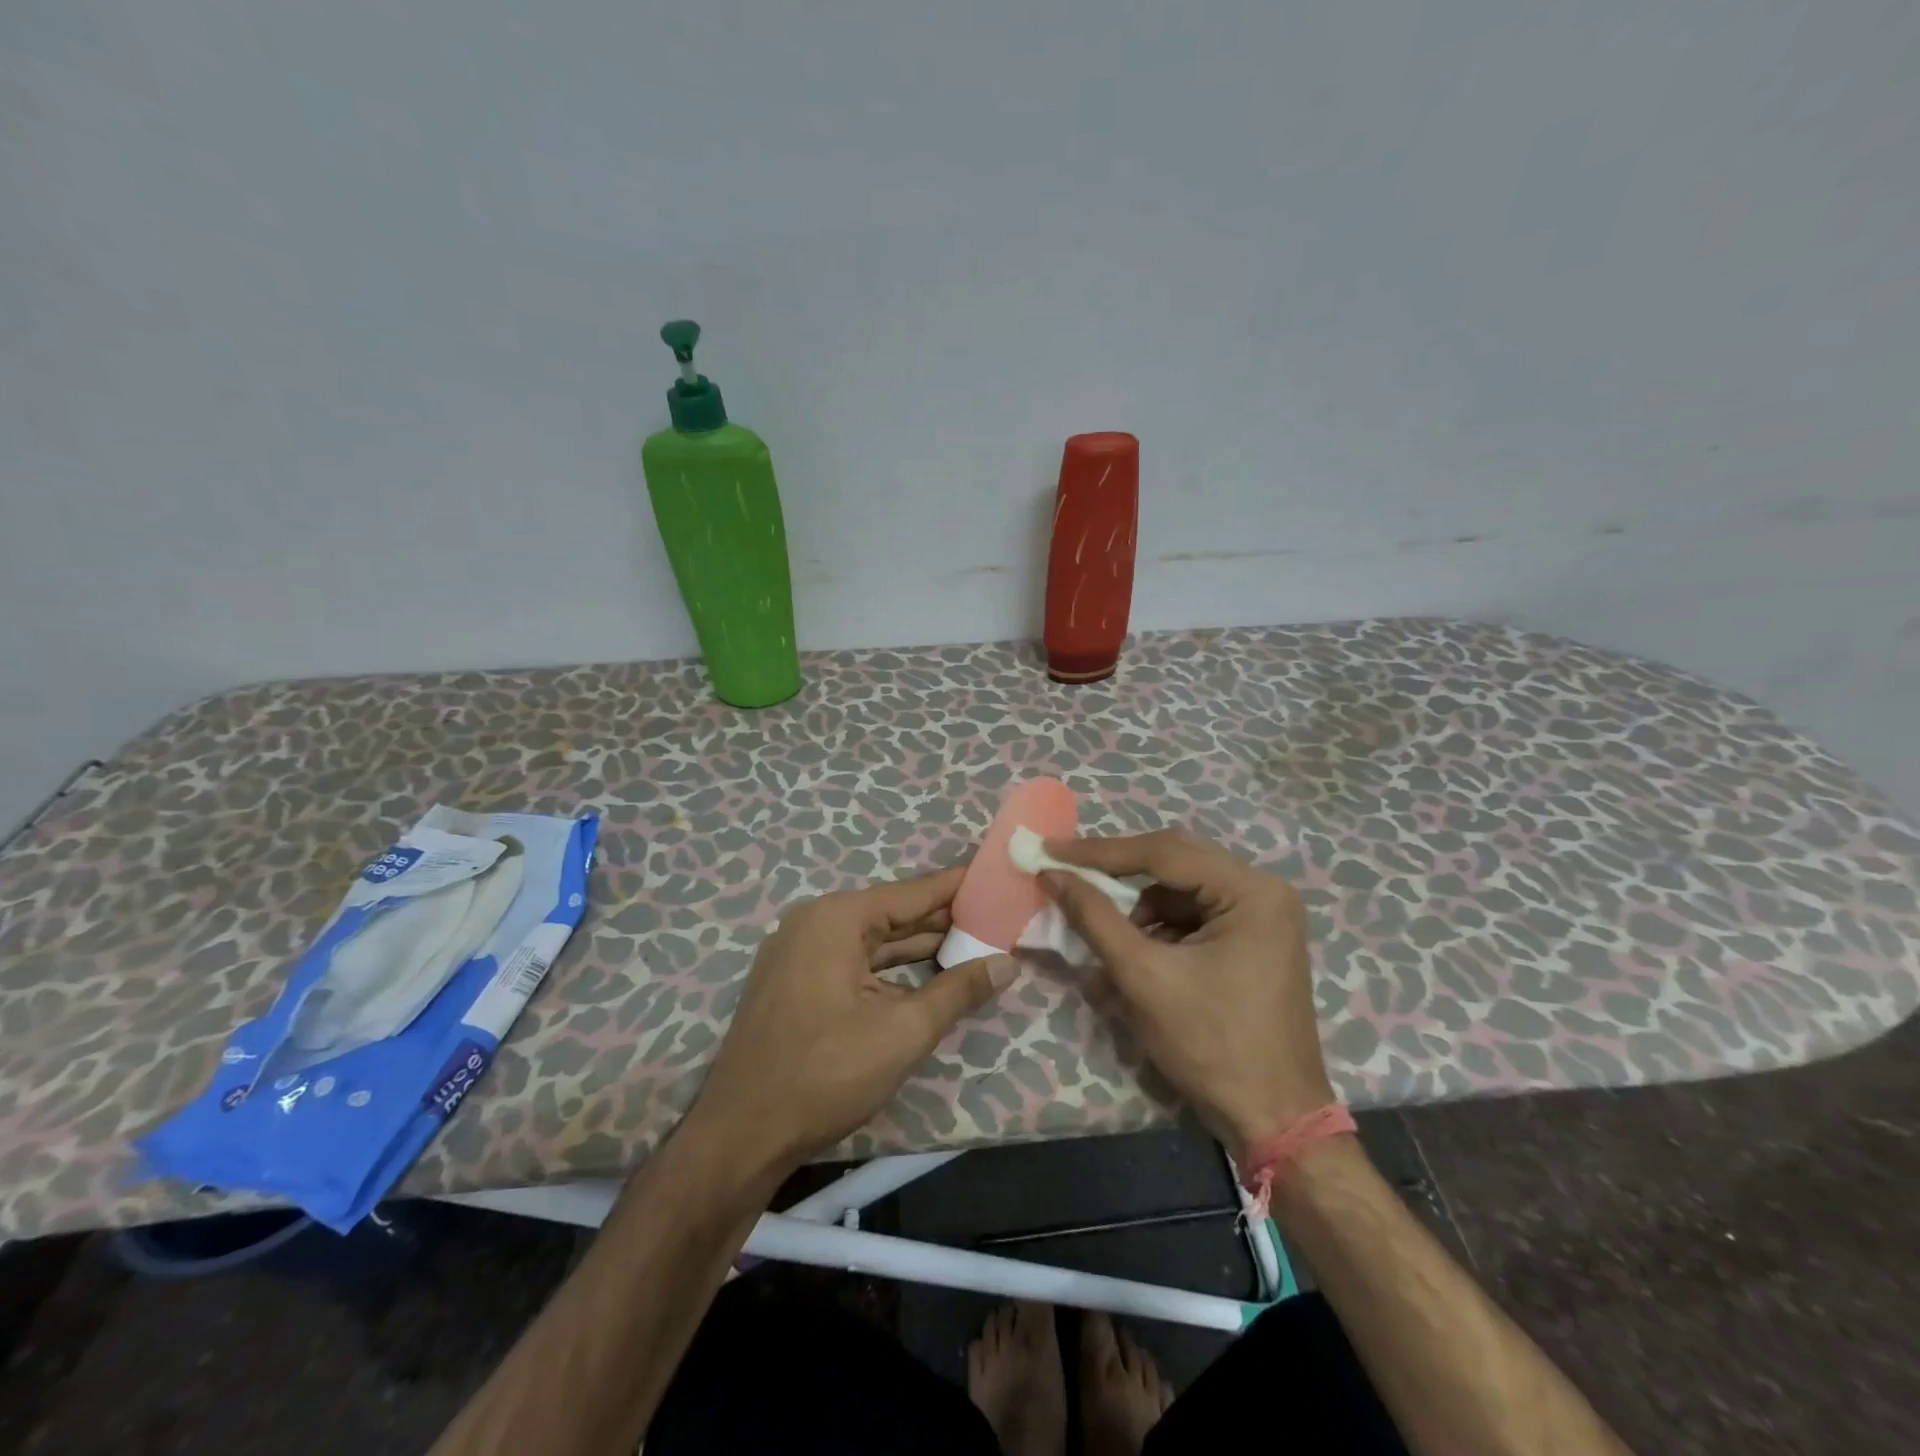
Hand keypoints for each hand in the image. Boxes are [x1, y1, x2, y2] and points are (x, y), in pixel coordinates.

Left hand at [688, 865, 1016, 1172]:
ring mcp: (800, 953)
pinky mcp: (796, 982)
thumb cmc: (826, 1074)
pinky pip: (854, 962)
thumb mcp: (904, 1032)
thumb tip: (1008, 962)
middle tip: (997, 916)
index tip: (996, 875)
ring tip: (975, 943)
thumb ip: (959, 990)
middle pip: (893, 915)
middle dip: (944, 920)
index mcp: (837, 919)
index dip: (957, 886)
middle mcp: (815, 923)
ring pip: (873, 942)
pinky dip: (891, 969)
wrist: (741, 1135)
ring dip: (920, 947)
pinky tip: (928, 975)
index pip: (913, 892)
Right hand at [1040, 830, 1332, 1156]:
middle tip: (1066, 873)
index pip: (1163, 853)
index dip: (1100, 852)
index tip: (1049, 850)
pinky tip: (1134, 958)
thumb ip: (1094, 917)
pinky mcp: (1252, 941)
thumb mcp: (1143, 977)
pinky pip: (1193, 916)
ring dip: (1136, 909)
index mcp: (1250, 891)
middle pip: (1174, 863)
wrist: (1273, 1121)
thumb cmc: (1212, 1046)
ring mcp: (1261, 916)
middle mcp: (1263, 890)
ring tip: (1104, 940)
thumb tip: (1051, 874)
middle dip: (1117, 874)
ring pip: (1180, 890)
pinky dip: (1157, 930)